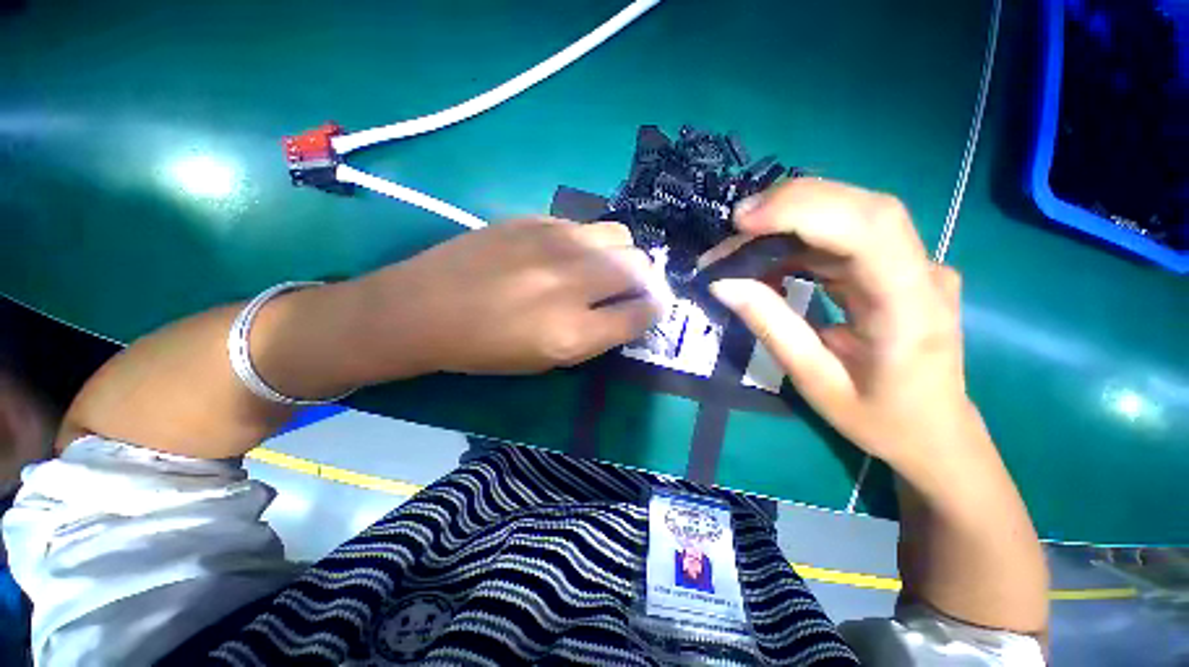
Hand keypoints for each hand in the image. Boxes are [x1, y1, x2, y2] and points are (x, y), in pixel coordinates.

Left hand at [359, 218, 659, 375]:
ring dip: (620, 255)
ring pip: (619, 236)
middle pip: (639, 267)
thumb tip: (630, 311)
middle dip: (644, 280)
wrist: (424, 308)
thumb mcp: (548, 359)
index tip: (650, 310)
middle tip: (628, 289)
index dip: (654, 311)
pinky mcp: (534, 219)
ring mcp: (554, 243)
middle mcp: (572, 282)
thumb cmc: (486, 348)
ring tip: (600, 268)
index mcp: (574, 331)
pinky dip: (588, 242)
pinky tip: (566, 254)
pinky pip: (583, 226)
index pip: (642, 312)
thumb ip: (597, 335)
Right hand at [707, 179, 984, 483]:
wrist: (935, 433)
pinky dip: (799, 239)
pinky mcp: (896, 267)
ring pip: (852, 214)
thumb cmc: (879, 418)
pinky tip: (768, 257)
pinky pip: (845, 237)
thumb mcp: (814, 380)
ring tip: (740, 245)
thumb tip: (723, 283)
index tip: (743, 221)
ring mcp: (914, 265)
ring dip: (789, 222)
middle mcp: (922, 272)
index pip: (868, 229)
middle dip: (791, 206)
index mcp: (910, 308)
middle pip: (862, 208)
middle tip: (735, 226)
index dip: (804, 210)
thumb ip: (770, 326)